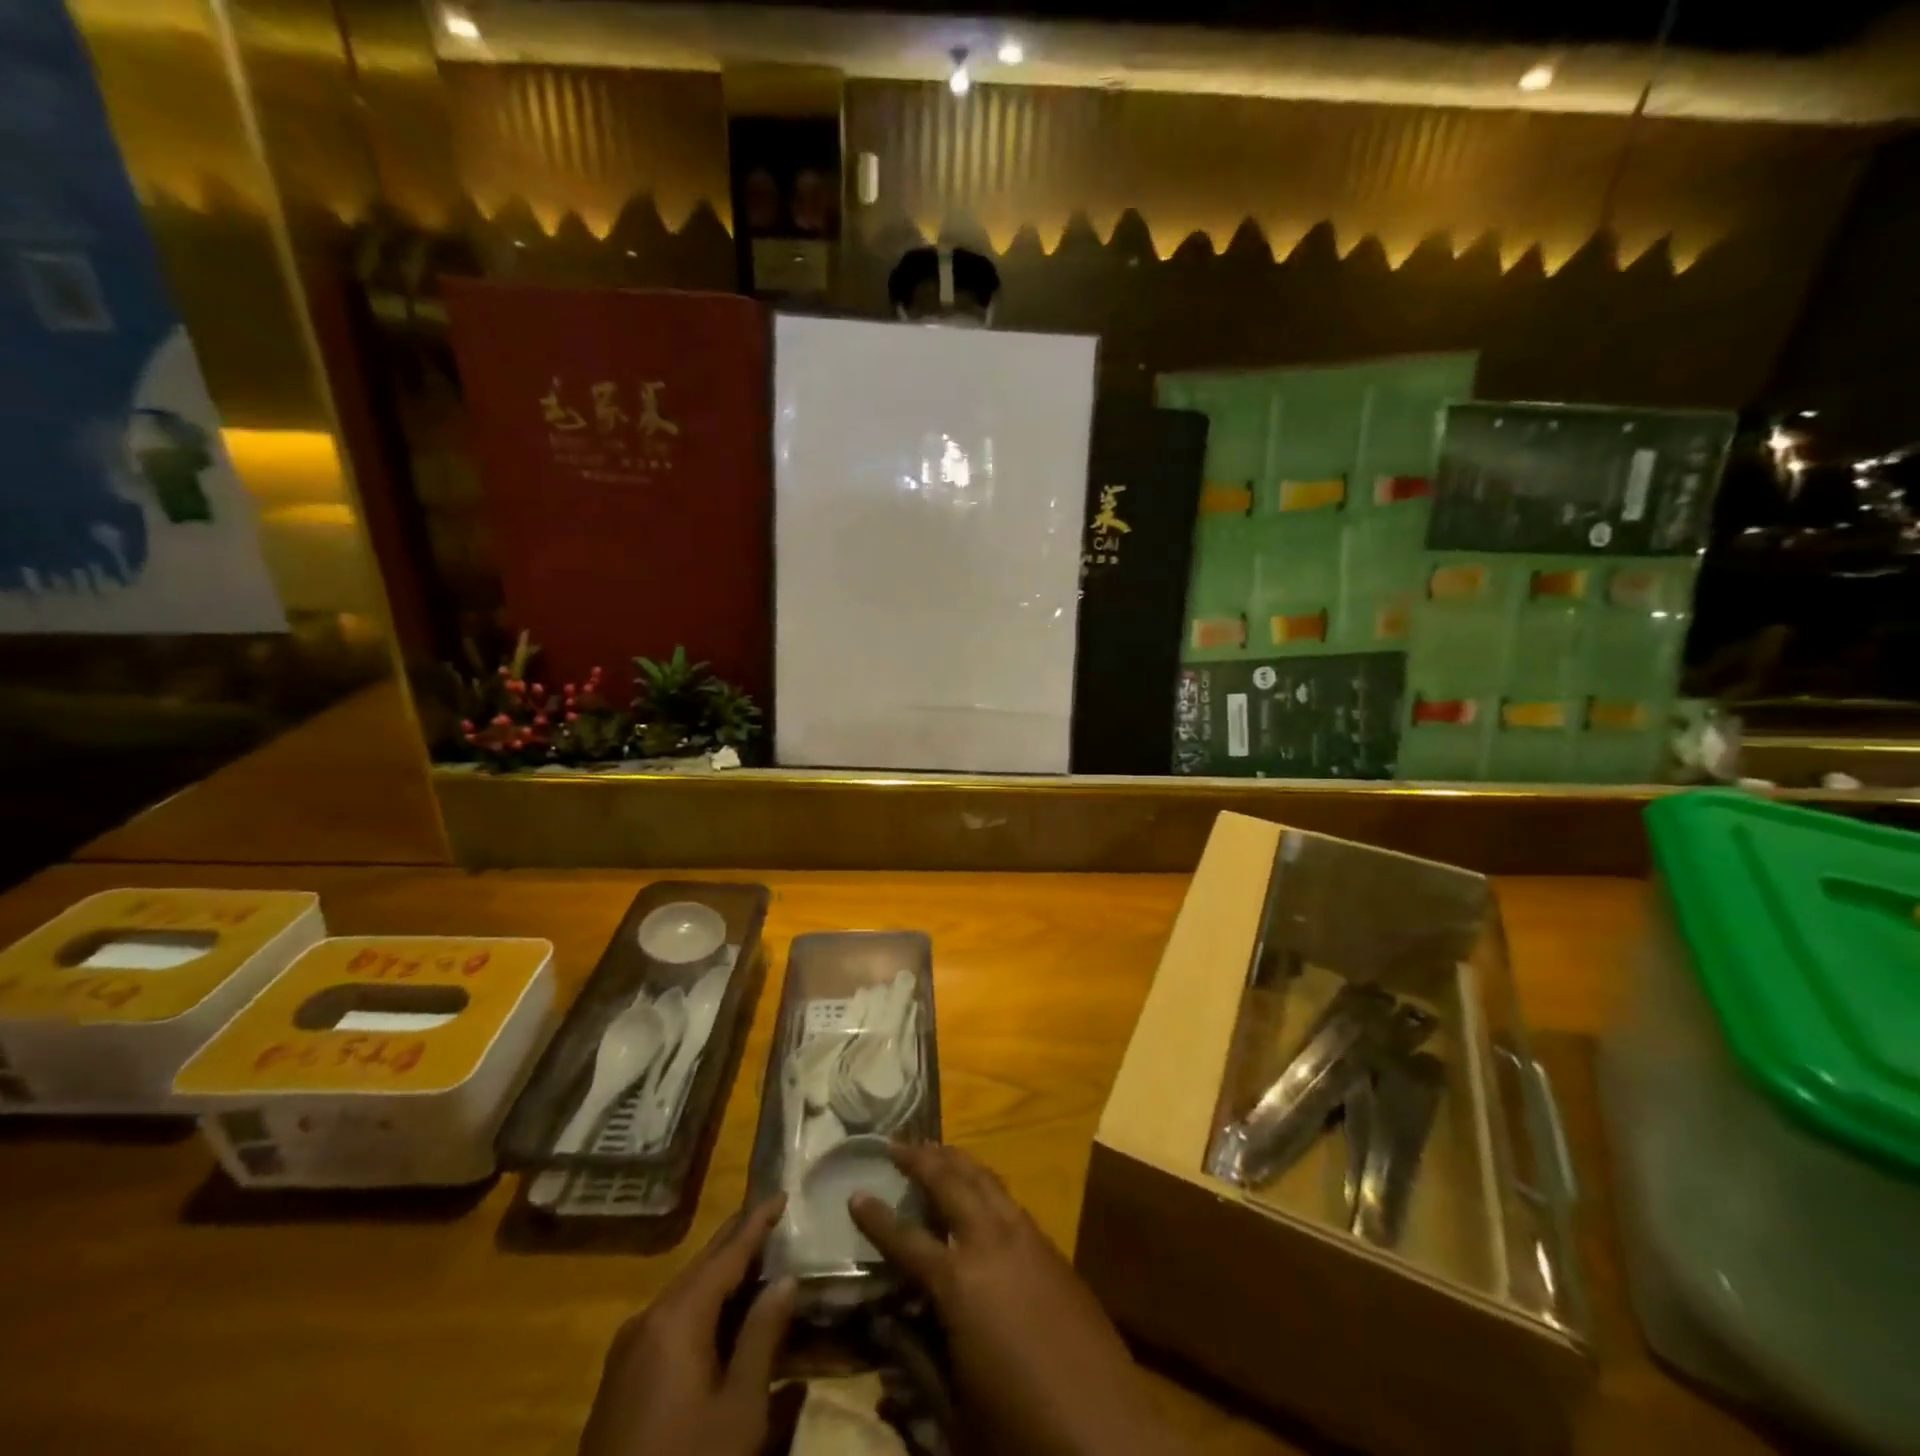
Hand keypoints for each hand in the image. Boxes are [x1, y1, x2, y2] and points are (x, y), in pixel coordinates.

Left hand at [580, 1196, 795, 1455]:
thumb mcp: (740, 1409)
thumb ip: (762, 1336)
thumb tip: (785, 1280)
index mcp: (676, 1317)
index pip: (726, 1254)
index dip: (756, 1223)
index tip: (781, 1193)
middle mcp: (647, 1320)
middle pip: (701, 1268)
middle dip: (737, 1243)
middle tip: (772, 1220)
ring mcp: (626, 1351)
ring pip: (683, 1295)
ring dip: (720, 1278)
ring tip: (755, 1265)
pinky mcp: (618, 1383)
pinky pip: (667, 1324)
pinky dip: (700, 1309)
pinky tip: (721, 1321)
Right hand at [850, 1145, 1175, 1455]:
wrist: (1110, 1437)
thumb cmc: (1020, 1432)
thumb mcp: (953, 1412)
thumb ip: (914, 1360)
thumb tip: (882, 1320)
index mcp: (959, 1283)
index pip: (905, 1239)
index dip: (876, 1217)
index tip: (854, 1191)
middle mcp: (991, 1244)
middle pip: (950, 1182)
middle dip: (920, 1158)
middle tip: (894, 1143)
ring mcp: (1027, 1239)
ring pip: (985, 1180)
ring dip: (956, 1160)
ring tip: (934, 1148)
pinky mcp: (1054, 1249)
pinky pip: (1009, 1200)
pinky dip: (985, 1183)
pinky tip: (979, 1191)